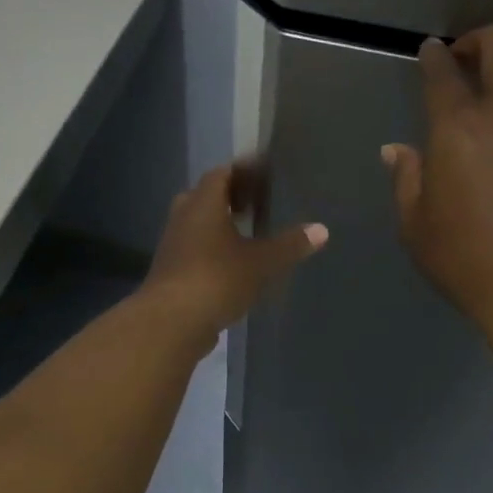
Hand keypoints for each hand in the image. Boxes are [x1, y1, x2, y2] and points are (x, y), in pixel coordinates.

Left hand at [141, 162, 327, 349]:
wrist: (171, 322)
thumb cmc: (217, 279)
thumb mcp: (261, 262)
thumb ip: (290, 245)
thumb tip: (321, 229)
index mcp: (202, 203)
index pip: (221, 173)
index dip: (243, 170)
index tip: (264, 172)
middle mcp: (183, 217)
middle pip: (206, 197)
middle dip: (230, 198)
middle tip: (256, 202)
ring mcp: (173, 245)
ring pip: (198, 225)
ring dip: (220, 226)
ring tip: (249, 233)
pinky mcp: (171, 271)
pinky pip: (195, 250)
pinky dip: (213, 250)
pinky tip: (233, 264)